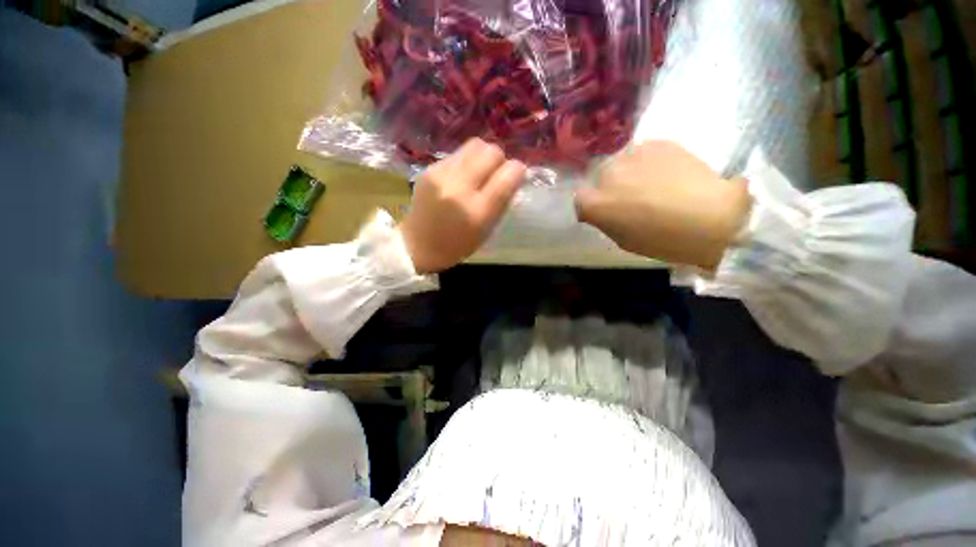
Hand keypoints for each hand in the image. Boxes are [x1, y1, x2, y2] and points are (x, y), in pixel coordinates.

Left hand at [400, 138, 526, 273]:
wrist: (416, 245)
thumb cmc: (455, 245)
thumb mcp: (485, 231)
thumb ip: (502, 202)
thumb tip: (514, 175)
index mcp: (478, 211)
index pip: (508, 175)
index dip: (517, 171)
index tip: (517, 175)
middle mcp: (460, 188)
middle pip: (491, 152)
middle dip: (500, 159)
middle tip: (497, 173)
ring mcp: (442, 175)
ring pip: (474, 145)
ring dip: (483, 157)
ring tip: (479, 172)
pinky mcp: (430, 168)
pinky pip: (458, 154)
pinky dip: (466, 162)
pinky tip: (461, 176)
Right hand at [575, 141, 751, 270]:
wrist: (713, 217)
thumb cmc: (664, 240)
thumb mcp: (624, 240)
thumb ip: (607, 221)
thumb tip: (606, 210)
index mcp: (595, 203)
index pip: (580, 198)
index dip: (592, 204)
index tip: (605, 211)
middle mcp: (607, 174)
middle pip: (601, 177)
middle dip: (611, 186)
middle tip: (632, 197)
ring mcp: (632, 154)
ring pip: (623, 162)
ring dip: (631, 172)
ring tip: (654, 183)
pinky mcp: (657, 142)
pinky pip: (645, 152)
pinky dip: (651, 162)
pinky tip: (669, 173)